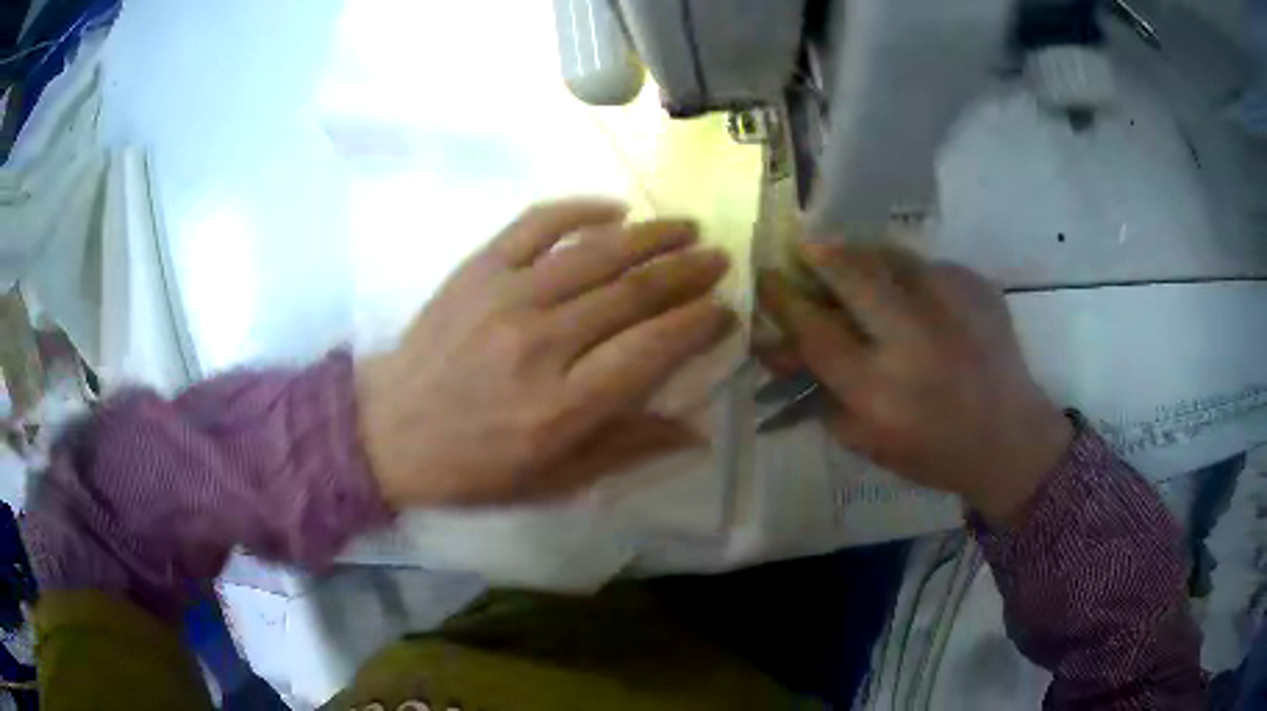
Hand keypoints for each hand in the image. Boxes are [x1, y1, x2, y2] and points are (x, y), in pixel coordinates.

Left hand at [358, 199, 734, 508]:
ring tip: (688, 227)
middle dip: (687, 273)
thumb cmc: (474, 466)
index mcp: (563, 406)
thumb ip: (627, 449)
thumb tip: (697, 431)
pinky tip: (613, 209)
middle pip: (632, 293)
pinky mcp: (477, 269)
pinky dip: (579, 210)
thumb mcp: (554, 481)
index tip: (725, 310)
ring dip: (651, 235)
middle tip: (719, 260)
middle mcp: (541, 343)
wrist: (388, 430)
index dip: (697, 324)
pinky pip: (536, 224)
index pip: (652, 349)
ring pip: (596, 252)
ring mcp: (506, 297)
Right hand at [760, 244, 1071, 521]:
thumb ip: (823, 395)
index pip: (816, 332)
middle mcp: (913, 342)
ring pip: (893, 259)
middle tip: (805, 247)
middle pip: (854, 278)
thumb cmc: (934, 452)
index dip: (785, 300)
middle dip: (820, 256)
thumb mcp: (868, 442)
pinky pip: (932, 266)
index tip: (767, 279)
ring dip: (864, 253)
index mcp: (879, 391)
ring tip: (853, 257)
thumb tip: (784, 350)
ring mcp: (951, 310)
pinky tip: (910, 287)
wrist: (1010, 440)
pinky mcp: (979, 290)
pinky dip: (911, 271)